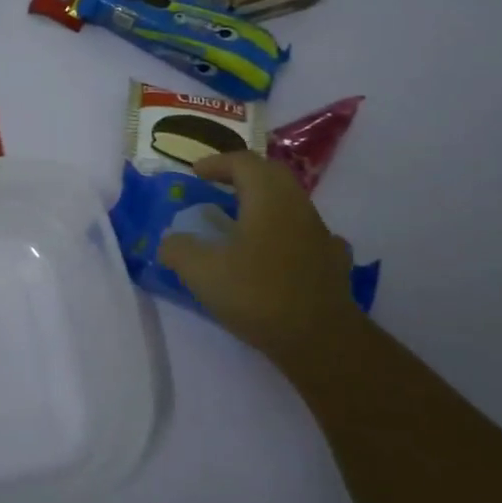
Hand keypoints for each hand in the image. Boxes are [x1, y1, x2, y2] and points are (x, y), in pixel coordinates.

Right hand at [158, 151, 363, 365]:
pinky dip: (286, 232)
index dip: (216, 163)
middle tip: (218, 186)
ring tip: (241, 220)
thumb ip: (179, 250)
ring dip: (264, 203)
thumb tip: (169, 242)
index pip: (243, 162)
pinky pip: (306, 233)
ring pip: (290, 203)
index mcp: (268, 199)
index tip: (195, 173)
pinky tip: (278, 251)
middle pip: (271, 175)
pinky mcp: (332, 262)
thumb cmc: (258, 294)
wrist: (321, 339)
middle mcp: (297, 207)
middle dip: (243, 174)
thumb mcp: (202, 272)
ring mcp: (320, 234)